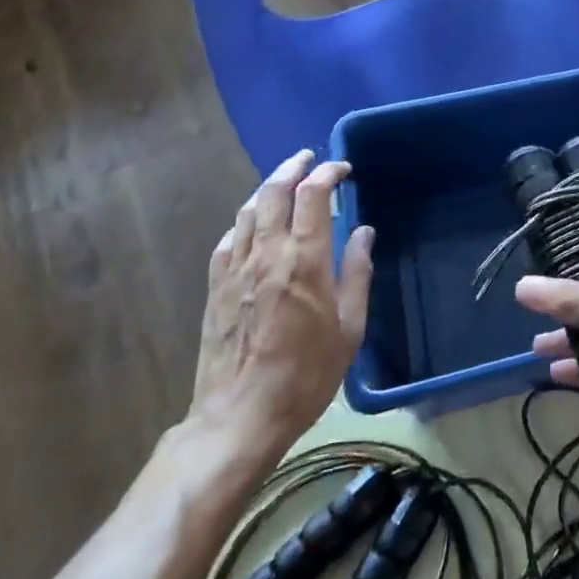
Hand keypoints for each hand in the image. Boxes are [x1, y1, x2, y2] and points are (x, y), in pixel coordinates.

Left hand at [182, 149, 374, 484]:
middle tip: (309, 159)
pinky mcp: (215, 289)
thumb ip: (357, 273)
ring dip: (267, 189)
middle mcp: (267, 255)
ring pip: (247, 212)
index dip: (328, 173)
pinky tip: (251, 225)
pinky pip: (228, 241)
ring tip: (283, 182)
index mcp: (305, 261)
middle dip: (293, 168)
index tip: (343, 170)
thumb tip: (363, 232)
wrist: (239, 418)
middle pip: (274, 193)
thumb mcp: (349, 328)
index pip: (313, 196)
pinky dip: (243, 222)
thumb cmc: (306, 375)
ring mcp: (235, 271)